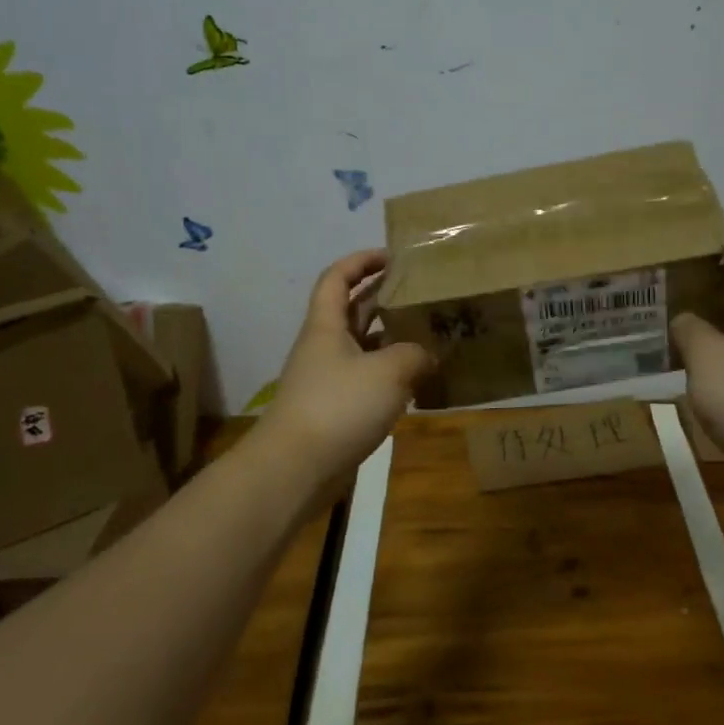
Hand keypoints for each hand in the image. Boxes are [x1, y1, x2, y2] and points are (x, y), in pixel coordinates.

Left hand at [255, 250, 432, 482]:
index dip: (361, 261)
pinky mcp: (334, 409)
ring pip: (361, 346)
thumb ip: (414, 354)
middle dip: (382, 296)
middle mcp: (323, 347)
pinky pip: (365, 379)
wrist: (296, 468)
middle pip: (351, 310)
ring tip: (427, 332)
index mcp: (326, 326)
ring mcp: (327, 379)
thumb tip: (428, 355)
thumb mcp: (388, 371)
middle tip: (420, 292)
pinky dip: (389, 373)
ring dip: (389, 337)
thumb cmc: (339, 406)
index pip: (336, 278)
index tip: (392, 256)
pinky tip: (416, 379)